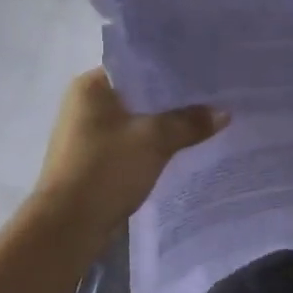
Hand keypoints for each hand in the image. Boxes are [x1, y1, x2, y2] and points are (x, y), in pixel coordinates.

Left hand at [33, 68, 227, 228]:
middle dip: (174, 98)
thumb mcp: (155, 140)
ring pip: (138, 119)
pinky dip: (154, 144)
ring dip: (165, 123)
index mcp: (91, 86)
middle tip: (213, 96)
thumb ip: (190, 122)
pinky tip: (182, 147)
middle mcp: (86, 104)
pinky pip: (132, 142)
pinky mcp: (96, 159)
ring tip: (205, 120)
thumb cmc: (106, 170)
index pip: (139, 65)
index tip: (205, 72)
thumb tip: (223, 112)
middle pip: (140, 93)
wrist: (68, 227)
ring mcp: (89, 134)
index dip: (172, 68)